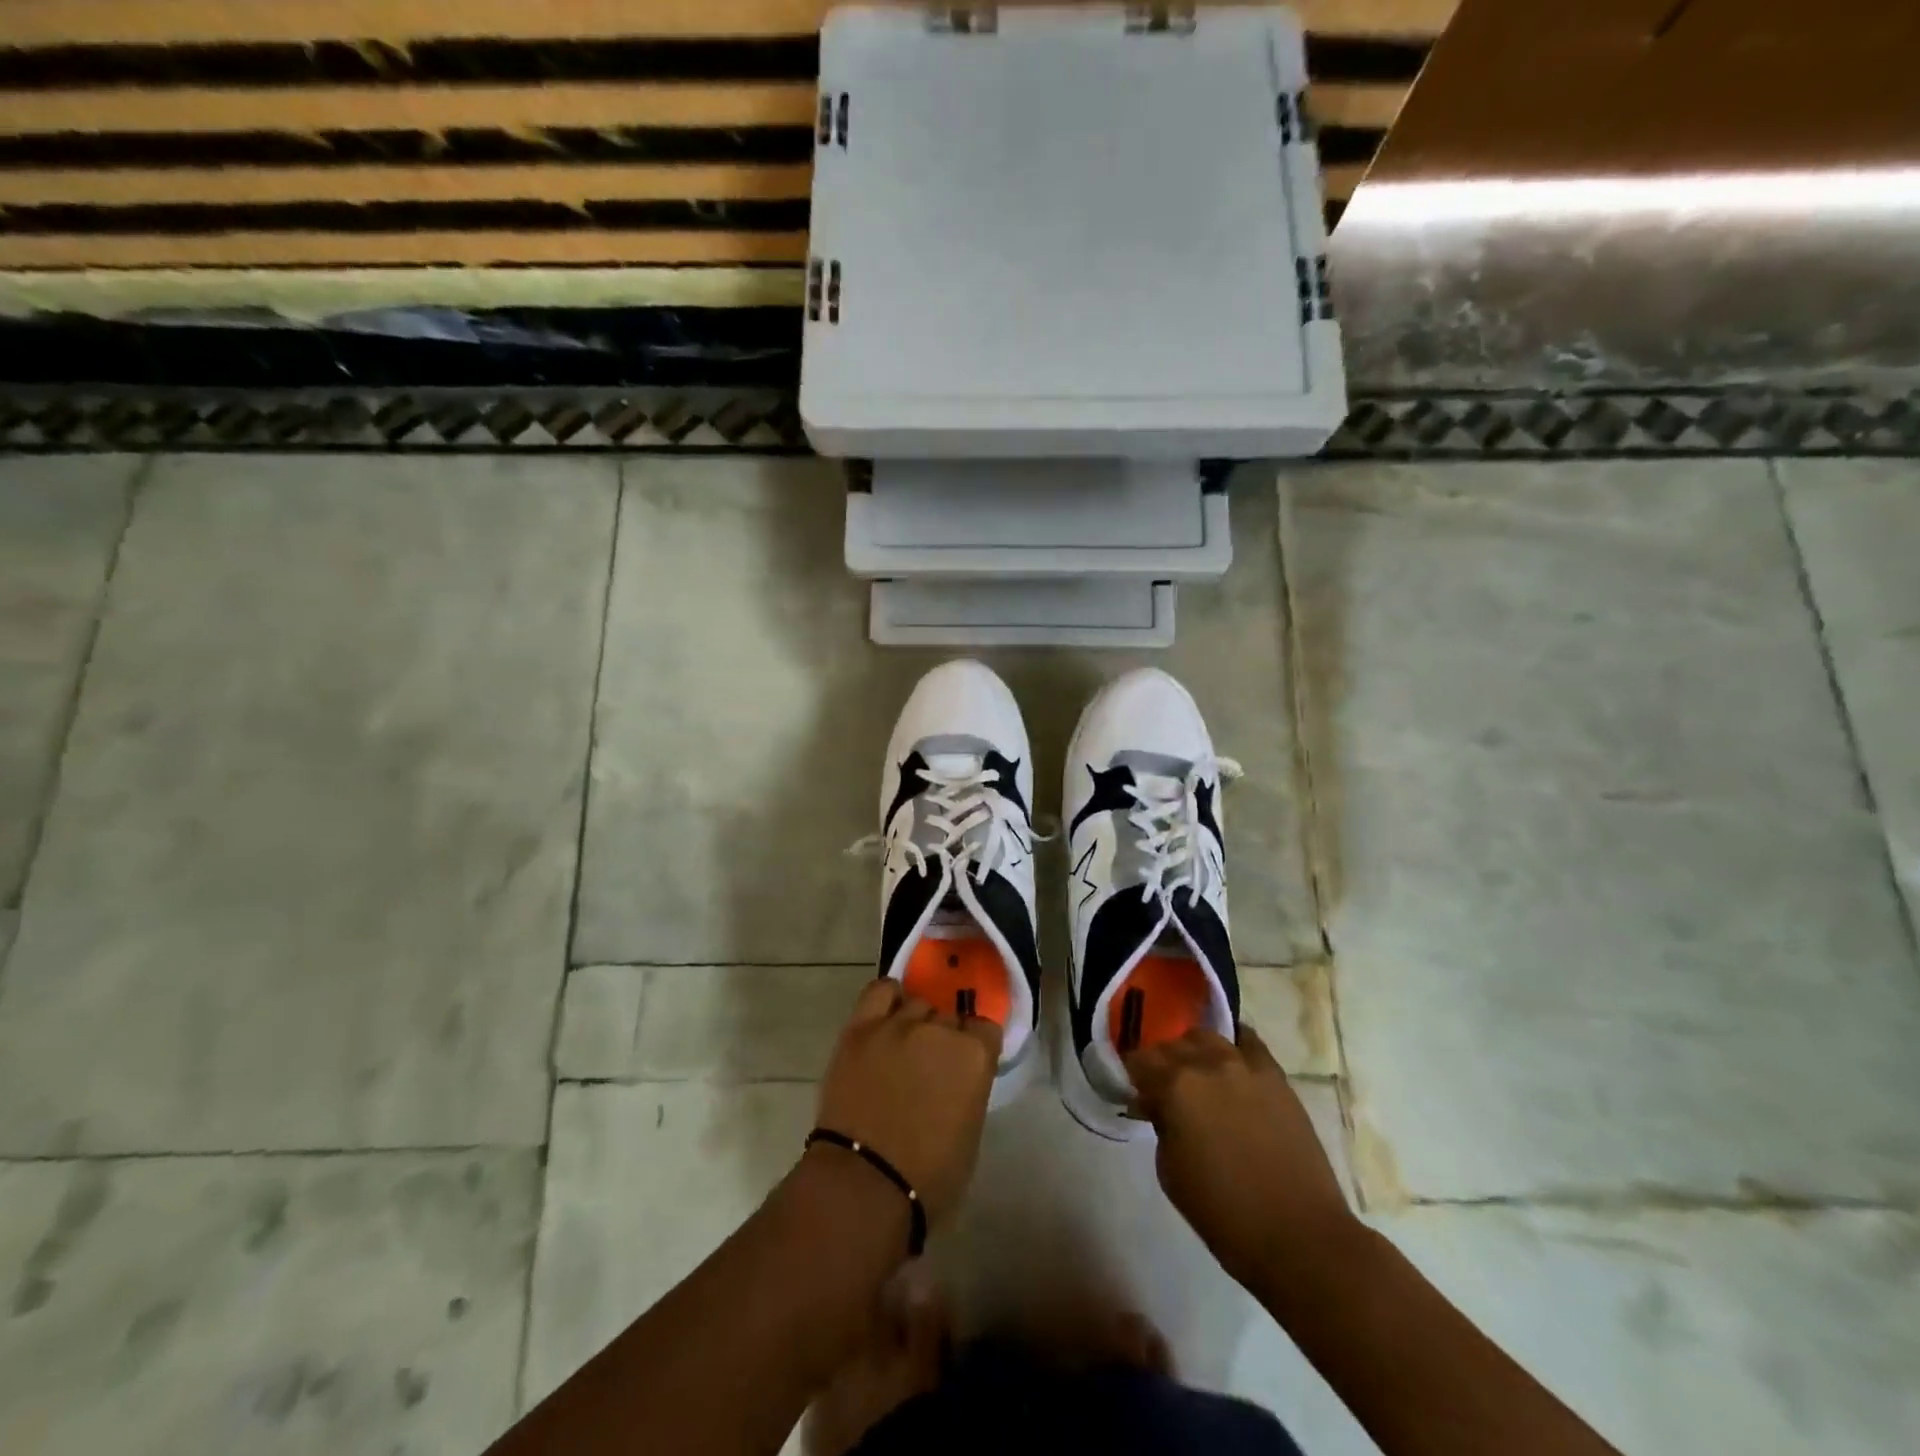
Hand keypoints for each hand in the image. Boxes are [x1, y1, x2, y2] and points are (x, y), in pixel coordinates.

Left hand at [814, 979, 1001, 1227]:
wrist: (863, 1185)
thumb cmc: (928, 1178)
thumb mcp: (970, 1133)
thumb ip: (969, 1089)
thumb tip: (958, 1077)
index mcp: (974, 1056)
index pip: (985, 1029)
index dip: (976, 1047)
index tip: (966, 1066)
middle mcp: (940, 1030)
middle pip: (949, 1017)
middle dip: (945, 1039)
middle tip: (931, 1068)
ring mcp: (898, 1024)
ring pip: (917, 1004)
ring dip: (916, 1024)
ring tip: (903, 1050)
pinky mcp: (861, 1027)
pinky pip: (879, 991)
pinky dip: (887, 999)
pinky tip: (887, 1016)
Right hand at [1127, 1024, 1355, 1287]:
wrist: (1299, 1236)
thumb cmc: (1224, 1213)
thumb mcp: (1169, 1172)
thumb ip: (1160, 1125)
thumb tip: (1158, 1105)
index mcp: (1175, 1087)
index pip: (1139, 1059)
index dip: (1132, 1074)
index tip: (1134, 1091)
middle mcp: (1207, 1063)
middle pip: (1171, 1044)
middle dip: (1161, 1063)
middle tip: (1163, 1090)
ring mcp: (1245, 1065)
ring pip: (1206, 1037)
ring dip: (1194, 1052)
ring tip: (1198, 1077)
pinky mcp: (1276, 1076)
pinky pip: (1248, 1042)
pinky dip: (1234, 1046)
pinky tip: (1230, 1062)